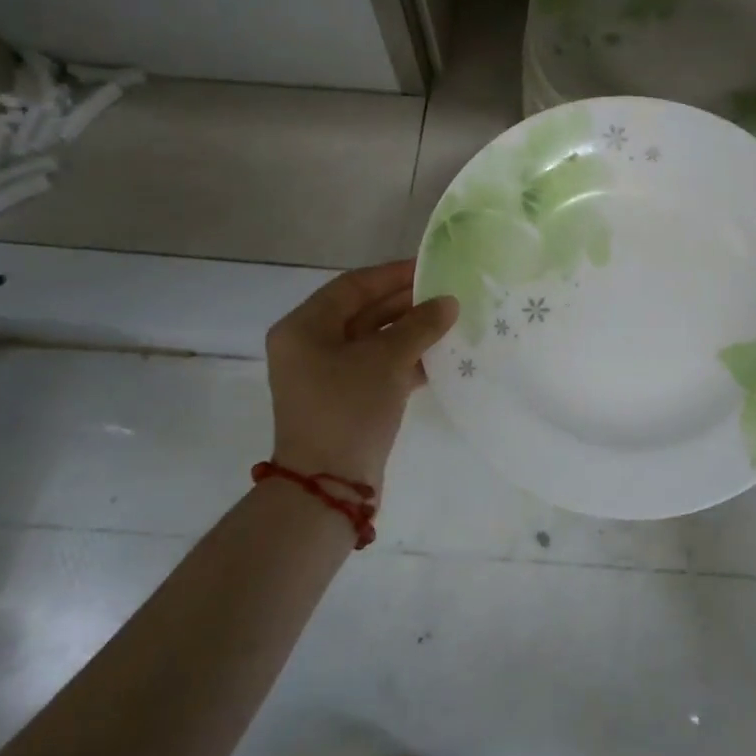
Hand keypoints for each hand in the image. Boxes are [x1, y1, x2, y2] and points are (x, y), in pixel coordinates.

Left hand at [266, 260, 457, 491]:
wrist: (329, 487)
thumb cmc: (348, 408)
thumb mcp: (387, 359)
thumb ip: (420, 325)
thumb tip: (449, 302)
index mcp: (304, 327)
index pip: (353, 286)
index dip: (393, 275)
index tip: (430, 268)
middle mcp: (310, 346)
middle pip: (364, 312)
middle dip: (407, 304)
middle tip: (448, 296)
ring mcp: (327, 375)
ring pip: (375, 341)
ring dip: (411, 333)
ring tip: (451, 323)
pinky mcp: (346, 400)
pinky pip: (379, 367)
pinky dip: (407, 360)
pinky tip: (441, 357)